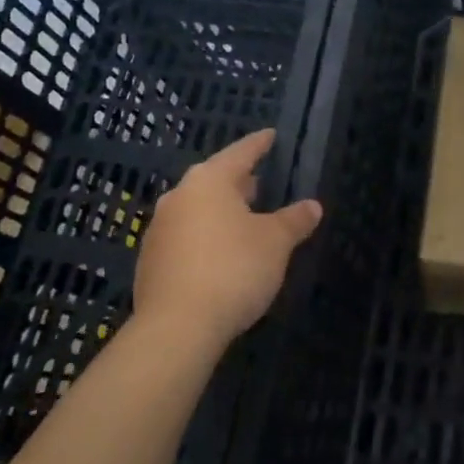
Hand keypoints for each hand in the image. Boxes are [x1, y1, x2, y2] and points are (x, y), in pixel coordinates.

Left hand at [133, 129, 321, 352]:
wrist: (176, 327)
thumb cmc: (233, 269)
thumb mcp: (275, 243)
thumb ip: (294, 220)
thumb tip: (313, 206)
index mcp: (209, 182)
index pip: (240, 153)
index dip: (259, 144)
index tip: (270, 135)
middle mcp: (179, 197)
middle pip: (214, 180)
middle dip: (237, 181)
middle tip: (258, 182)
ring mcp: (159, 229)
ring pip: (196, 208)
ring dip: (219, 210)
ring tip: (242, 218)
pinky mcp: (150, 261)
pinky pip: (184, 236)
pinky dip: (204, 236)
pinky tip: (219, 253)